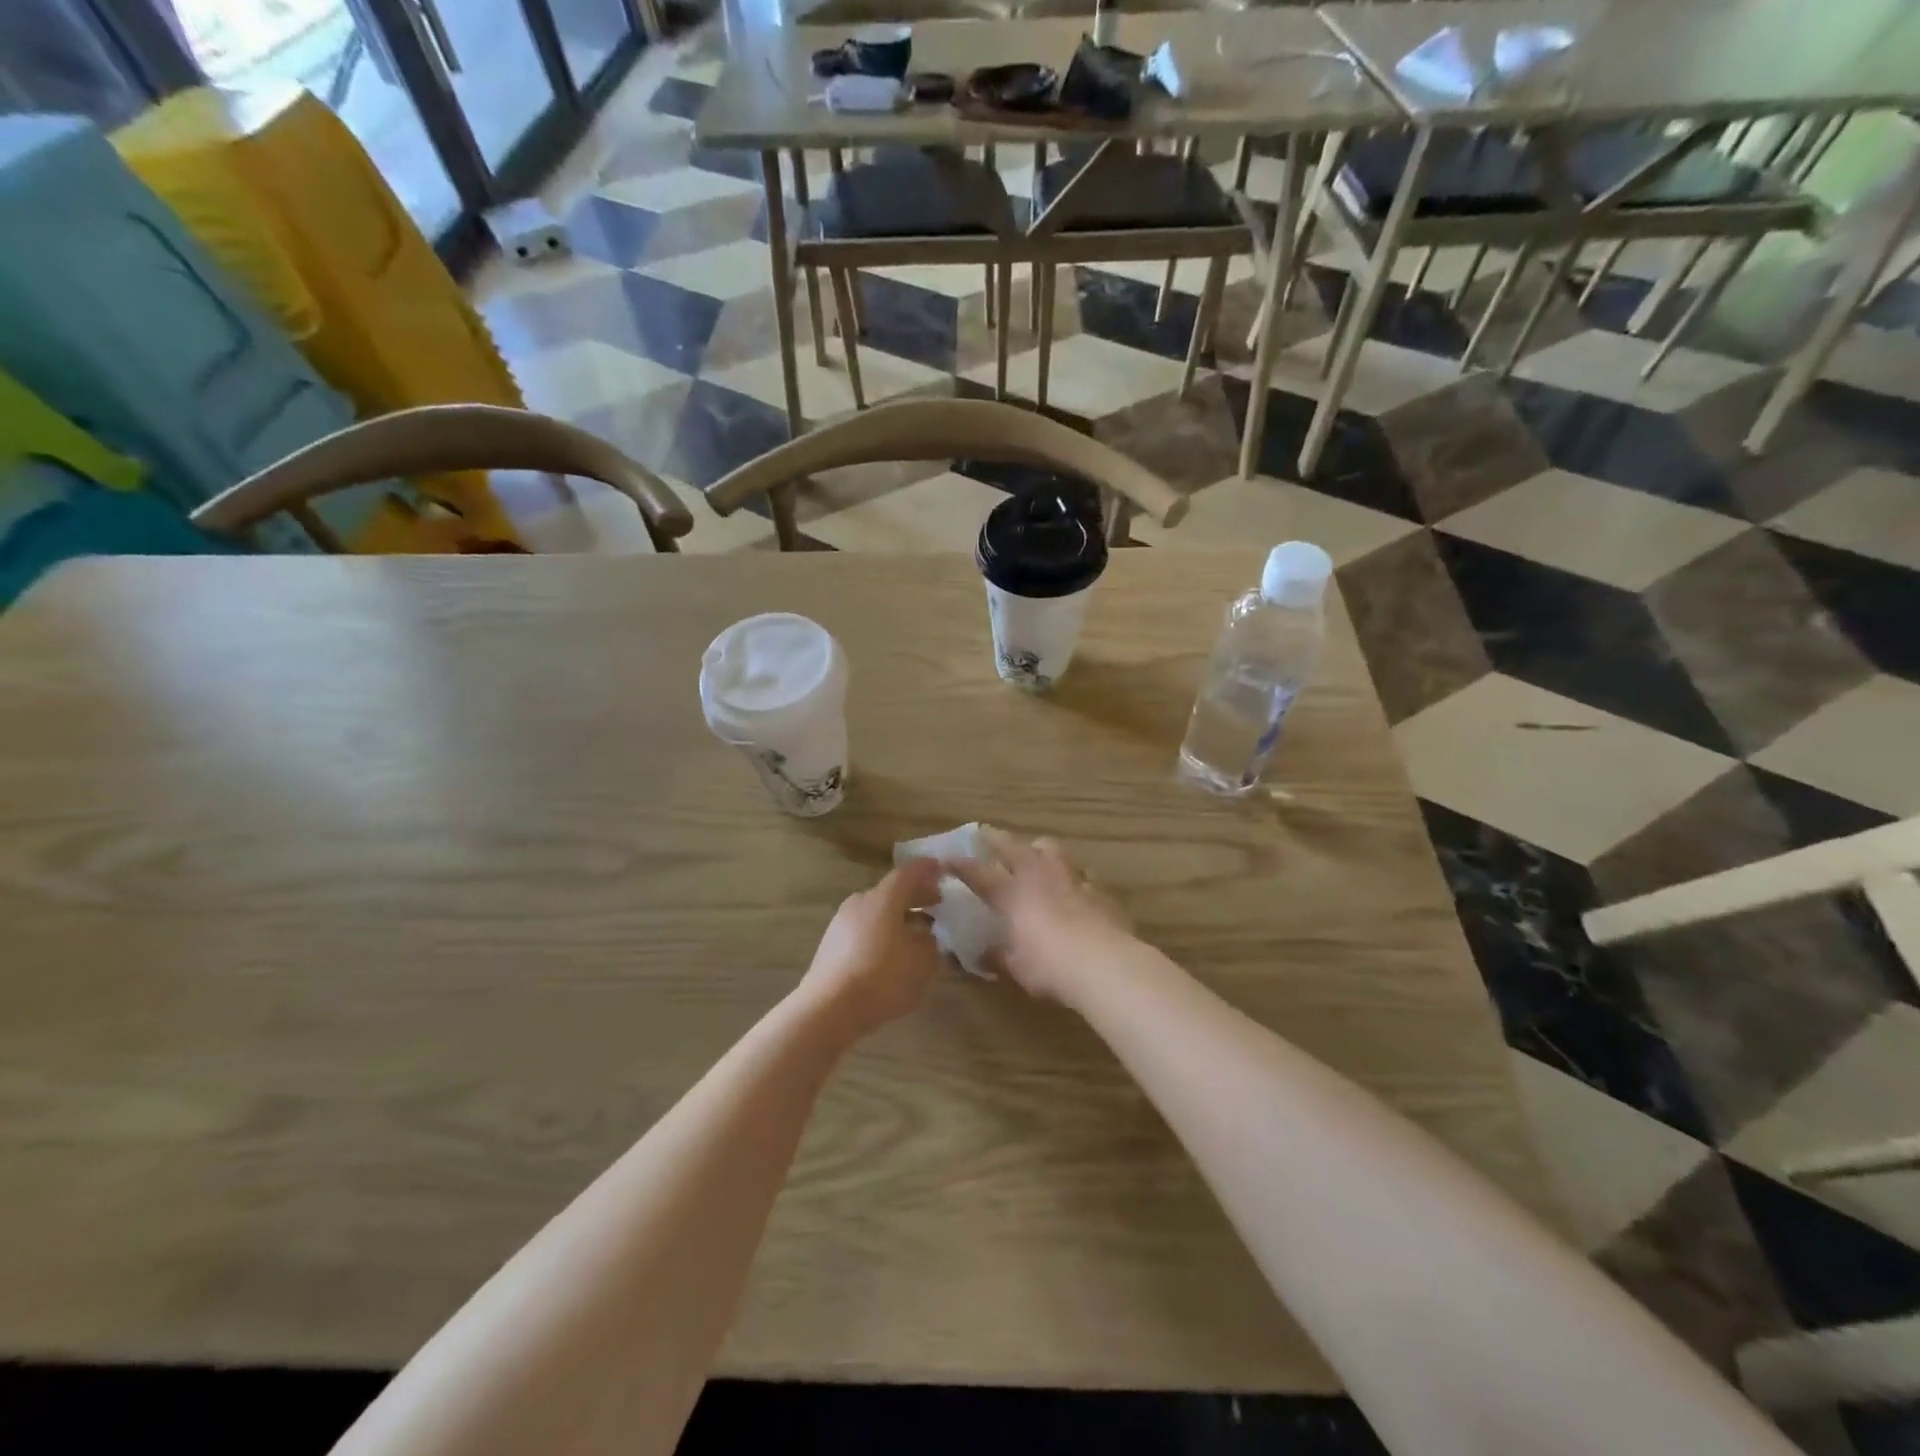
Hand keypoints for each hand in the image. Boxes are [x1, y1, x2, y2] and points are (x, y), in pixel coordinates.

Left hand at [799, 859, 945, 1036]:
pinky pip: (864, 928)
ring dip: (898, 915)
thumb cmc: (882, 978)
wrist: (828, 1008)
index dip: (927, 869)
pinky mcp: (831, 944)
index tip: (942, 869)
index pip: (908, 873)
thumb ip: (929, 944)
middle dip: (916, 895)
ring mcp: (841, 922)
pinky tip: (891, 951)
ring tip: (917, 930)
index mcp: (884, 898)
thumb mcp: (921, 963)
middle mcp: (860, 902)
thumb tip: (925, 936)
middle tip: (936, 902)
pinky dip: (882, 931)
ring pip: (877, 910)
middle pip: (891, 891)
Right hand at [947, 828, 1132, 1005]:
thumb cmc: (1050, 967)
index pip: (979, 874)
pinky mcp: (1100, 891)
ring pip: (1052, 850)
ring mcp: (1072, 880)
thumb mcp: (1017, 967)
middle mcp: (1039, 878)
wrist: (1104, 965)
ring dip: (1040, 849)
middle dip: (996, 838)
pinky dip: (1074, 878)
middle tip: (985, 833)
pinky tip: (1076, 887)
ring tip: (1035, 853)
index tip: (947, 858)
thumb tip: (985, 954)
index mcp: (1013, 895)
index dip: (961, 866)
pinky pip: (1083, 875)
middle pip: (1014, 847)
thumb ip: (999, 956)